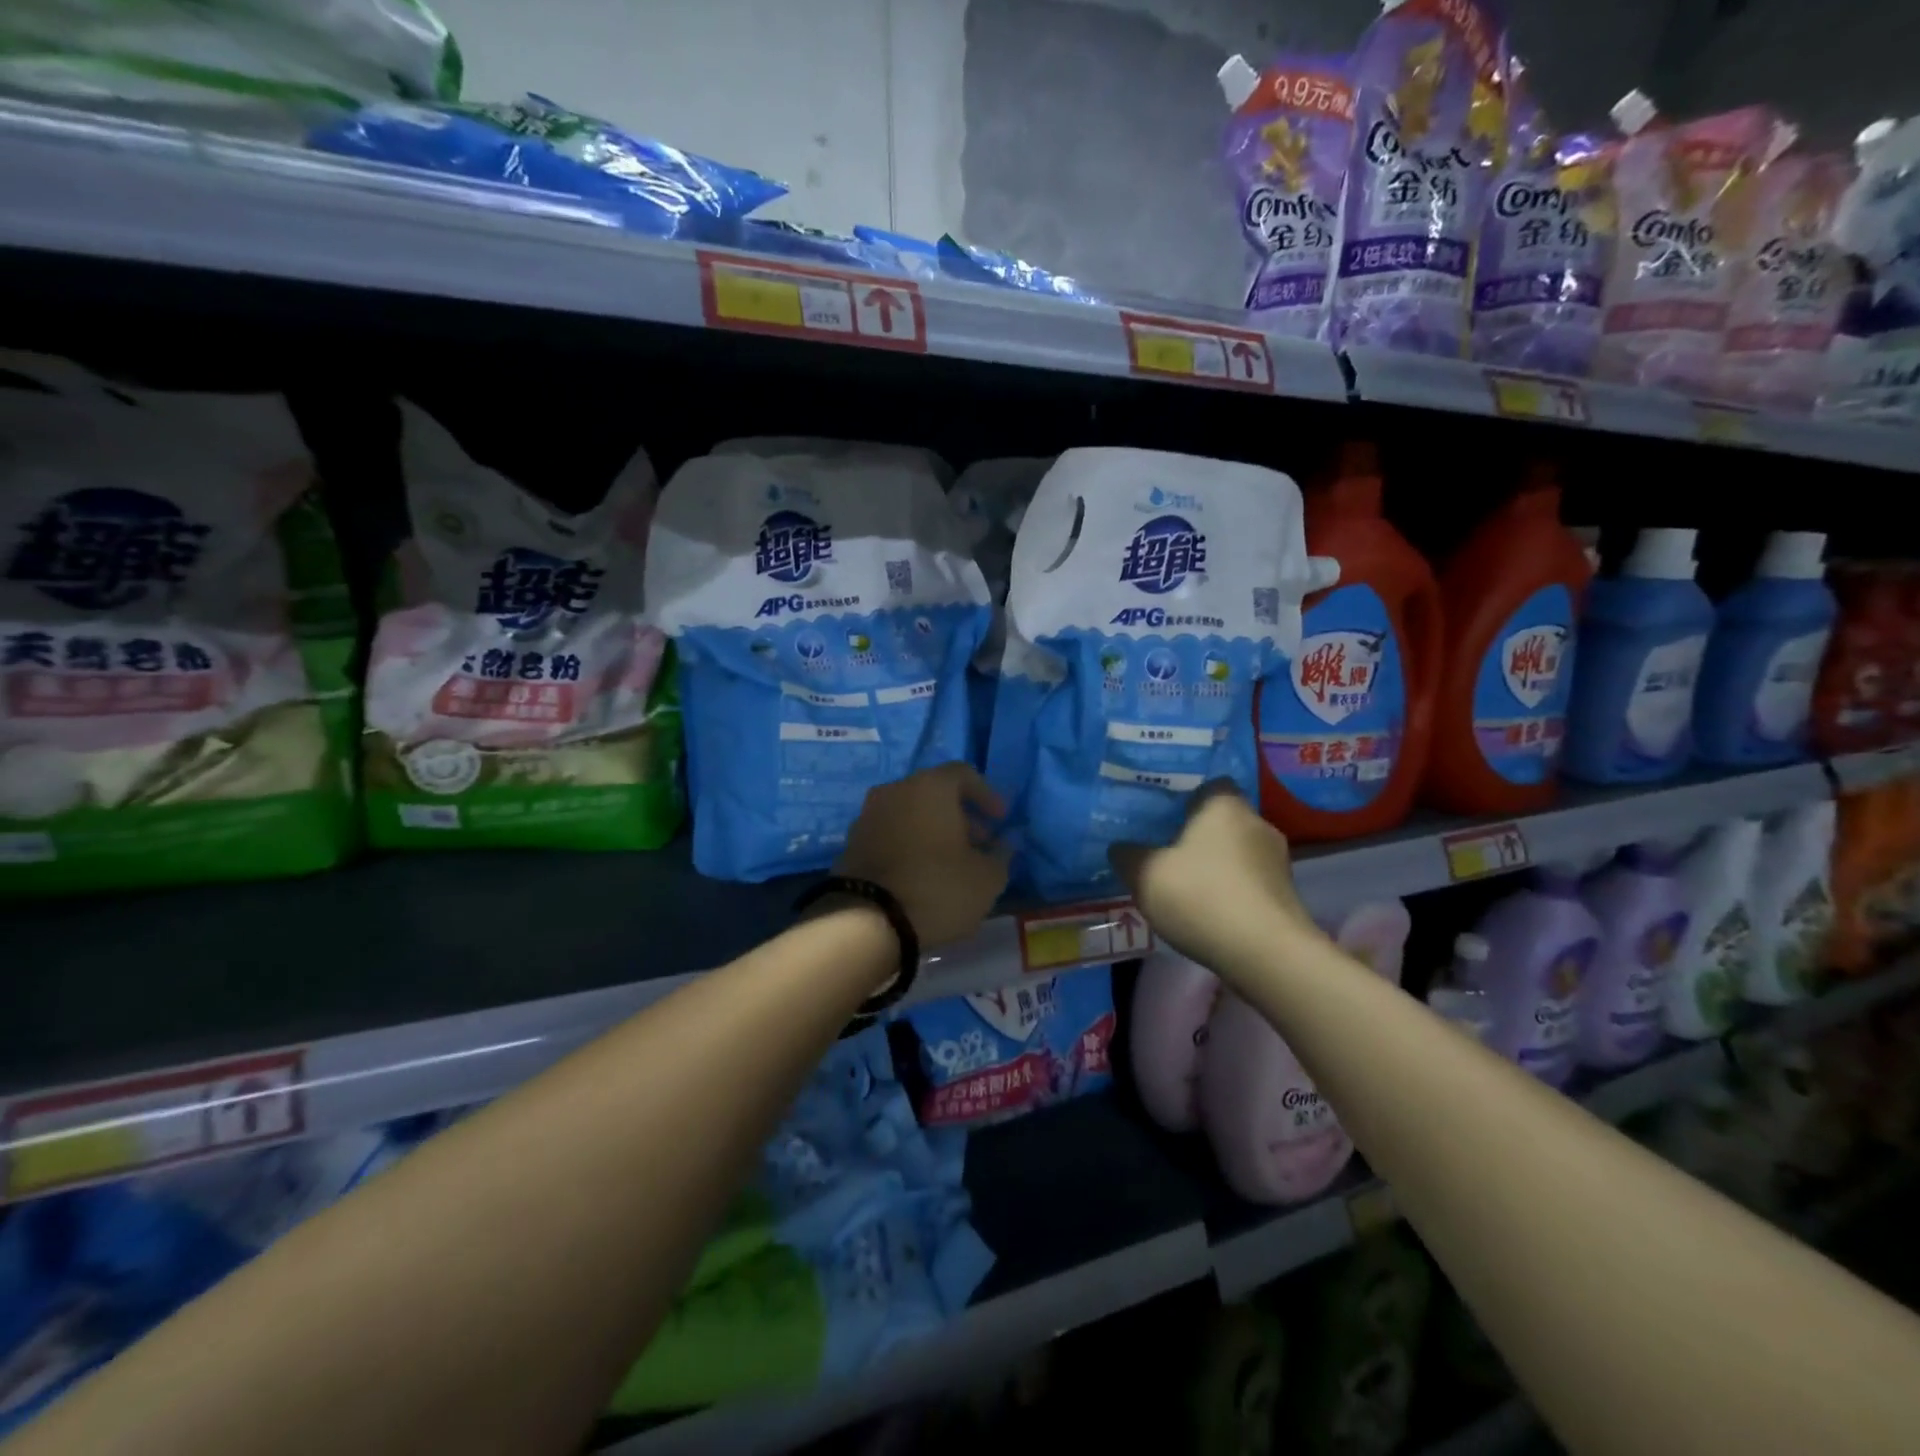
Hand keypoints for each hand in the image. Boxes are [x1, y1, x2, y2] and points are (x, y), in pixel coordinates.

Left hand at [835, 762, 1010, 947]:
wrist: (866, 921)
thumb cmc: (937, 888)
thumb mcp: (987, 878)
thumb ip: (1000, 854)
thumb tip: (1001, 844)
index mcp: (930, 786)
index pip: (963, 773)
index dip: (986, 795)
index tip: (1000, 820)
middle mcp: (895, 790)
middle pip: (934, 793)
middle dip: (960, 816)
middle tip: (979, 844)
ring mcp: (868, 815)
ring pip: (910, 813)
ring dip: (933, 831)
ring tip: (951, 863)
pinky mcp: (851, 842)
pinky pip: (890, 833)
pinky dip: (909, 844)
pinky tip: (921, 873)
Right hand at [1108, 780, 1324, 974]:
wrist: (1266, 954)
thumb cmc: (1201, 897)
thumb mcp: (1145, 875)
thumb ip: (1128, 855)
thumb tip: (1120, 847)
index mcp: (1224, 805)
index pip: (1208, 784)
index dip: (1186, 797)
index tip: (1163, 815)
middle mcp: (1257, 823)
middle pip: (1223, 819)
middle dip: (1198, 833)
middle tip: (1166, 850)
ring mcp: (1278, 860)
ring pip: (1238, 852)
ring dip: (1216, 865)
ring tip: (1186, 885)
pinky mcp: (1287, 895)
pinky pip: (1250, 881)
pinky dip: (1231, 890)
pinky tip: (1210, 911)